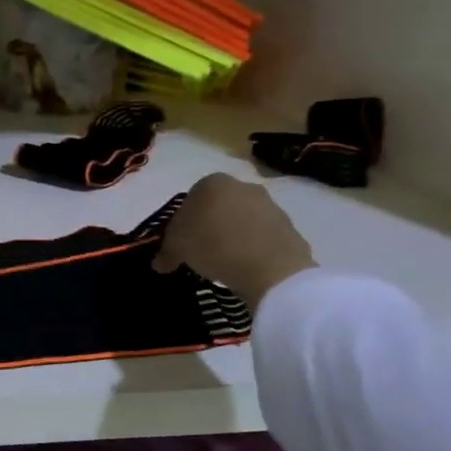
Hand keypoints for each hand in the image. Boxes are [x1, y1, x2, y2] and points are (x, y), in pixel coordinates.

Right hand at [151, 173, 316, 308]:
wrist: (270, 268)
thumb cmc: (213, 246)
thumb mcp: (177, 248)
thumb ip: (166, 251)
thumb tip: (160, 263)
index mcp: (211, 183)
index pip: (189, 200)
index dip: (182, 224)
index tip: (181, 244)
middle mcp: (242, 186)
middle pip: (218, 207)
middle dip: (209, 225)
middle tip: (201, 251)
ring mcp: (270, 204)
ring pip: (241, 219)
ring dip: (232, 235)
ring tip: (224, 262)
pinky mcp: (289, 226)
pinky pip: (262, 235)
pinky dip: (253, 247)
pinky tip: (246, 266)